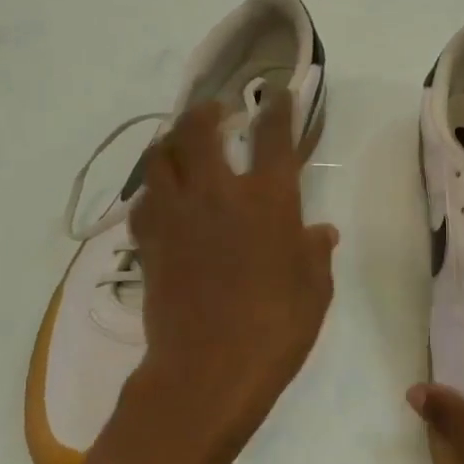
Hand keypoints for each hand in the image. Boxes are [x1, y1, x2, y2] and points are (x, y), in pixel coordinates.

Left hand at [127, 93, 338, 463]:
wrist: (208, 369)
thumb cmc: (276, 328)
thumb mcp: (314, 290)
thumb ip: (315, 252)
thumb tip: (320, 232)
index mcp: (268, 200)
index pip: (273, 136)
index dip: (277, 108)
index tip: (277, 93)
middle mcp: (218, 193)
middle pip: (199, 130)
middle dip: (207, 111)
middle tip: (216, 112)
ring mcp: (177, 215)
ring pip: (160, 157)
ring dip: (171, 142)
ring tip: (181, 145)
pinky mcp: (149, 241)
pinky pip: (143, 200)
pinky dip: (153, 189)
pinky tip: (161, 198)